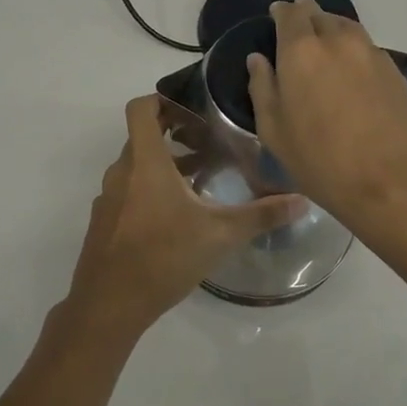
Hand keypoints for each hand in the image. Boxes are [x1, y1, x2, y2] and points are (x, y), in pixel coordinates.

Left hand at [66, 95, 306, 339]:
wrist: (109, 305)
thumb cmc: (164, 257)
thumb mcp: (220, 234)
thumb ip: (261, 215)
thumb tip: (302, 201)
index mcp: (145, 162)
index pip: (141, 109)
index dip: (162, 100)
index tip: (190, 110)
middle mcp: (121, 172)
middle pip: (142, 138)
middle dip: (173, 136)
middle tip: (207, 144)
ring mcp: (108, 199)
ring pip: (135, 168)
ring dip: (162, 167)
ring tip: (198, 181)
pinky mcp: (104, 223)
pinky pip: (126, 193)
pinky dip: (148, 192)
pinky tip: (174, 219)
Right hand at [246, 0, 406, 239]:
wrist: (388, 182)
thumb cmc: (319, 160)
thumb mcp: (274, 131)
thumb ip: (262, 88)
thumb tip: (258, 59)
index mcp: (301, 51)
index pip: (290, 15)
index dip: (282, 11)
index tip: (277, 12)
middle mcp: (337, 41)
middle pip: (320, 15)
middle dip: (307, 14)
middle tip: (300, 22)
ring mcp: (371, 53)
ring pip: (347, 27)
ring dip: (333, 27)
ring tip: (326, 39)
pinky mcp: (395, 71)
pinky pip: (368, 47)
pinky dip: (354, 48)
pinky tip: (351, 67)